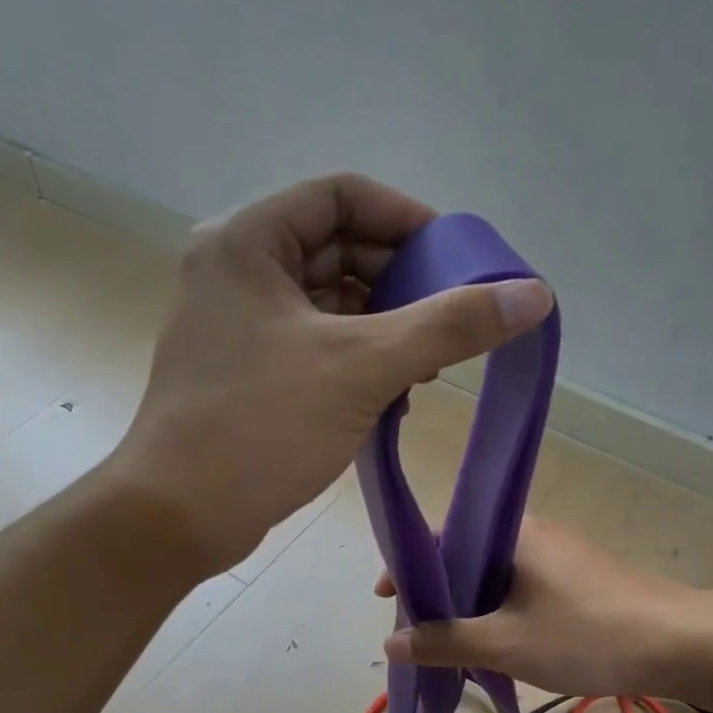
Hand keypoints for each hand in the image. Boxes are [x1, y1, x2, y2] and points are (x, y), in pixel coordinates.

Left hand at [108, 174, 552, 574]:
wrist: (178, 516)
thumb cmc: (262, 427)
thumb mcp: (364, 368)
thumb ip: (450, 326)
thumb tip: (533, 295)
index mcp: (247, 242)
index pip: (342, 196)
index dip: (406, 220)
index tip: (456, 262)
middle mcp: (235, 272)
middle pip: (336, 250)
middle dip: (399, 285)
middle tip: (447, 325)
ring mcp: (235, 326)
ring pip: (328, 305)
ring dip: (382, 332)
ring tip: (423, 372)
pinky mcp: (243, 374)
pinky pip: (313, 347)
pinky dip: (355, 365)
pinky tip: (390, 401)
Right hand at [380, 518, 712, 701]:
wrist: (680, 644)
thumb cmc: (586, 635)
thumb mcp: (505, 644)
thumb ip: (444, 643)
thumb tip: (390, 644)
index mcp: (509, 532)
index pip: (439, 535)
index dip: (407, 566)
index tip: (387, 600)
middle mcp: (530, 533)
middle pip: (464, 556)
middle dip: (436, 594)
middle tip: (418, 634)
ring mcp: (556, 555)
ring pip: (493, 576)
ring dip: (468, 608)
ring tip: (450, 646)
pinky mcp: (576, 579)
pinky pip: (520, 589)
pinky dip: (498, 613)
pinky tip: (497, 646)